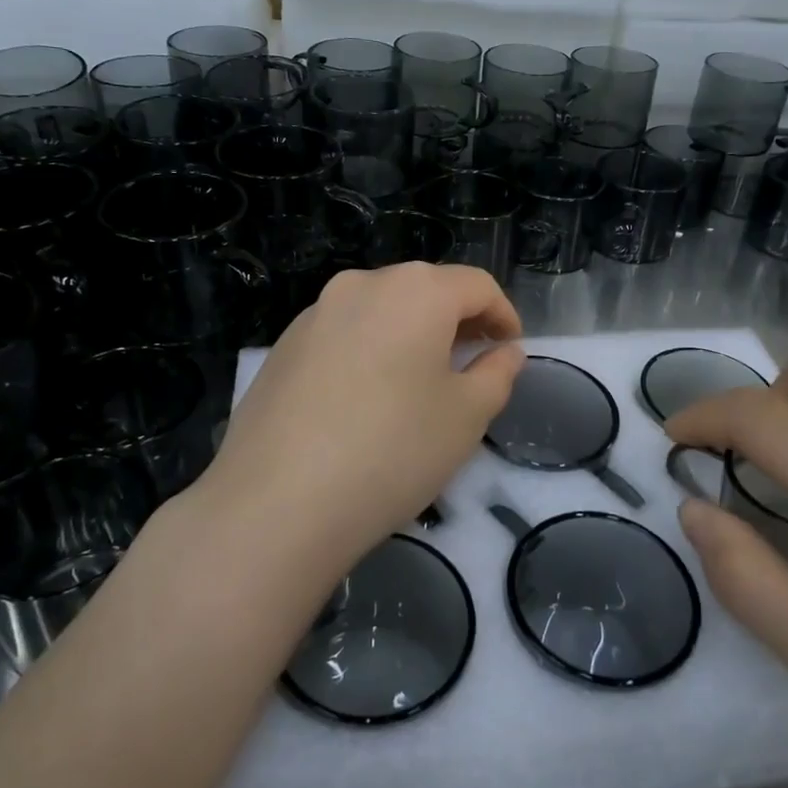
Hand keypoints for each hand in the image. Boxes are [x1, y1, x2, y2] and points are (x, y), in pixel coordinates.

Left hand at [198, 263, 524, 564]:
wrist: (276, 502)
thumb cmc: (392, 451)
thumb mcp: (466, 416)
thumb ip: (496, 374)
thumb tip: (505, 352)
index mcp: (414, 291)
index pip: (476, 285)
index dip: (503, 314)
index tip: (512, 349)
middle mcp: (361, 285)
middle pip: (424, 290)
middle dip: (457, 321)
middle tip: (473, 364)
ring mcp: (314, 313)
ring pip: (380, 310)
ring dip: (411, 335)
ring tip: (421, 383)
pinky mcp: (283, 346)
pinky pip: (343, 334)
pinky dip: (370, 350)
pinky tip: (368, 399)